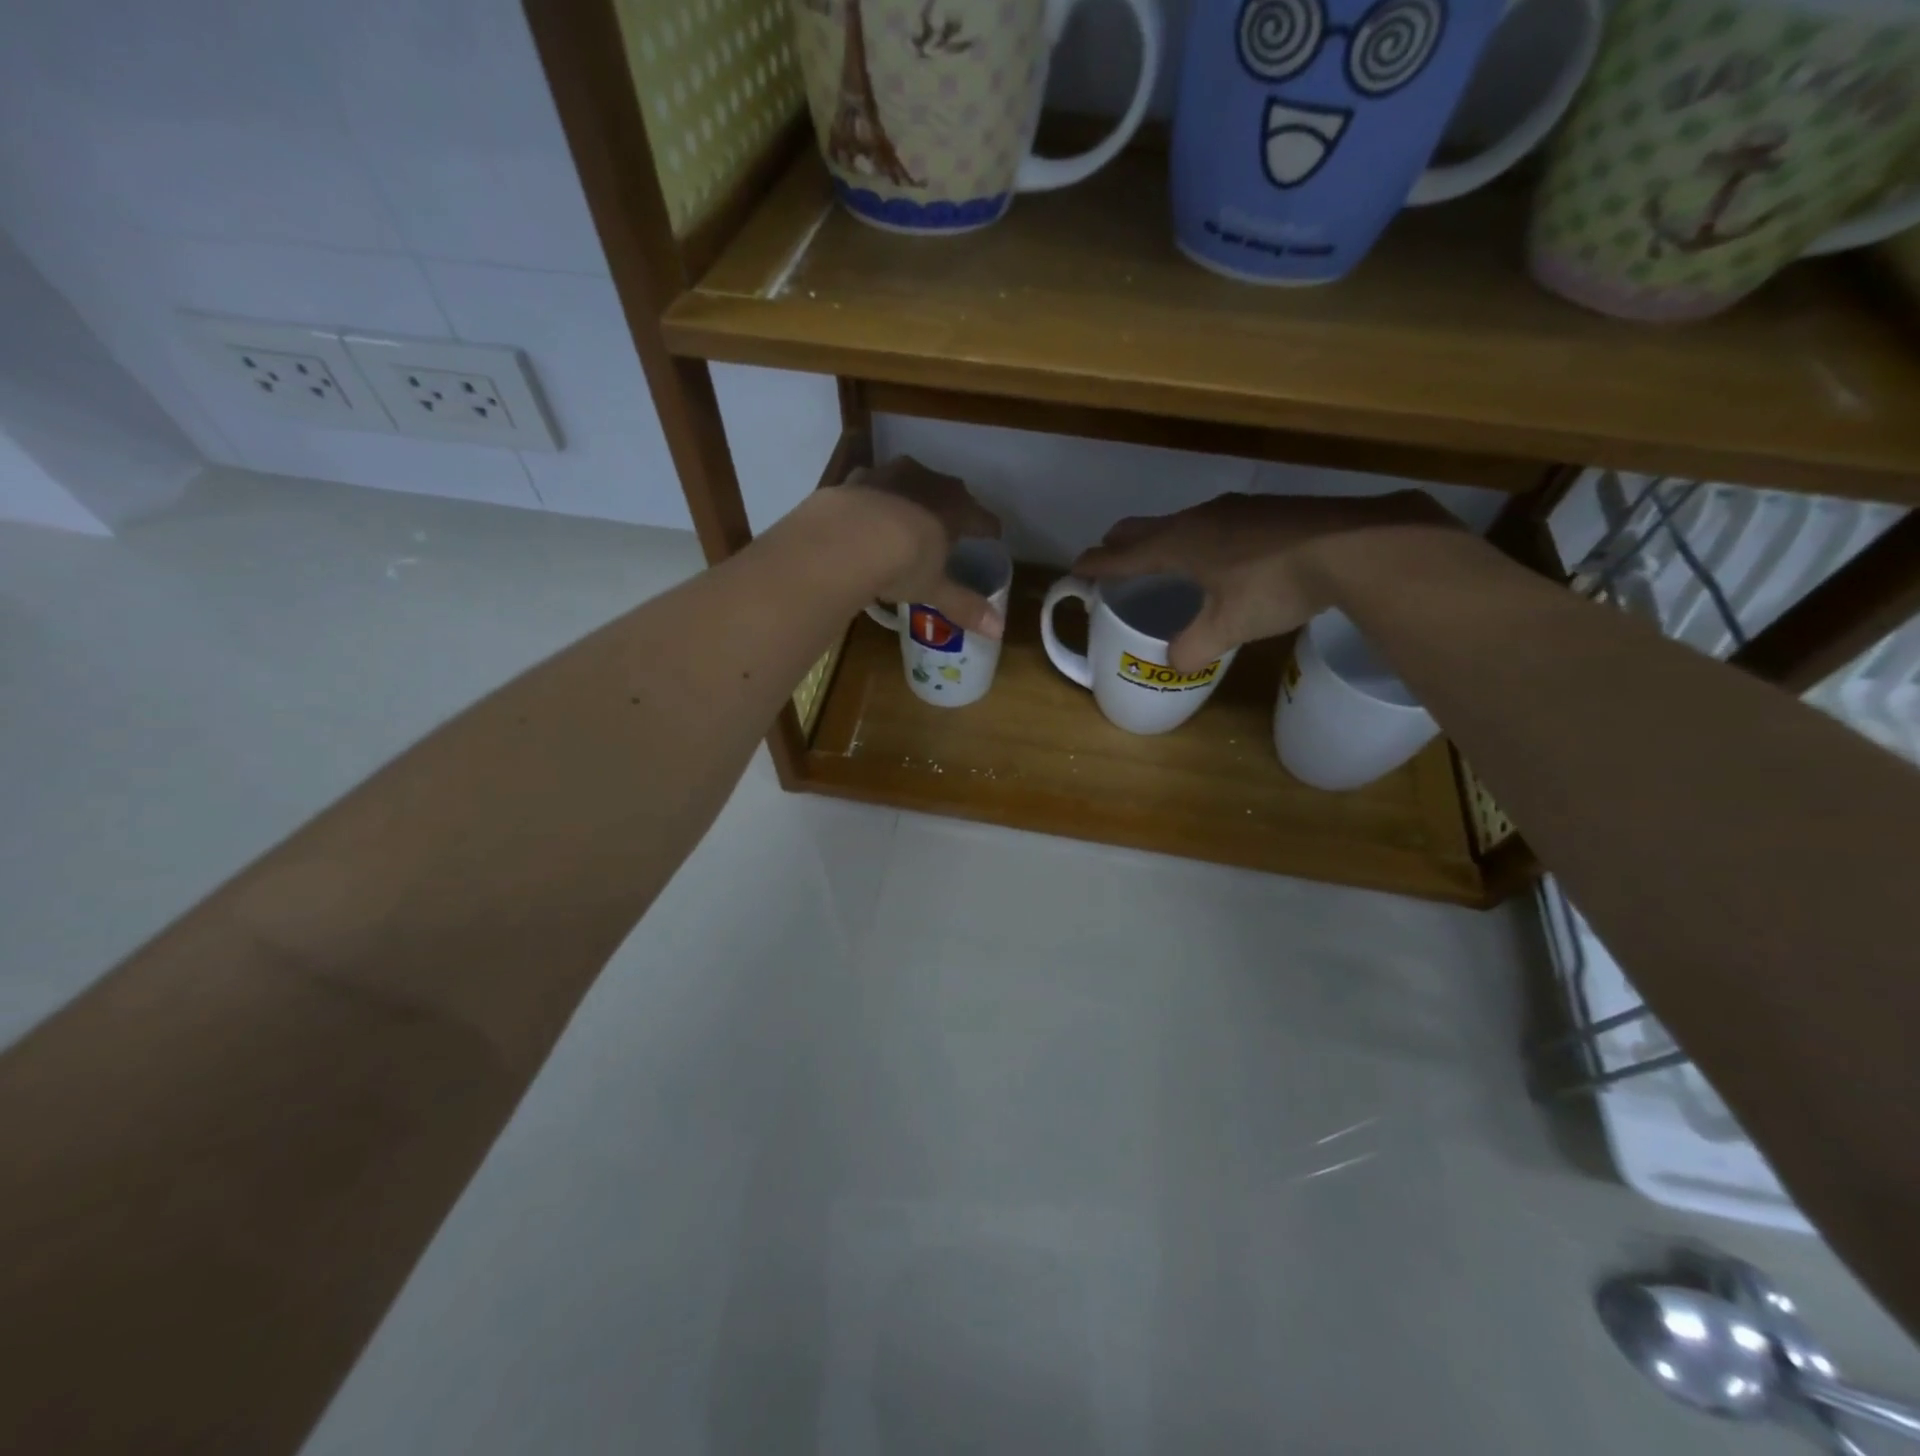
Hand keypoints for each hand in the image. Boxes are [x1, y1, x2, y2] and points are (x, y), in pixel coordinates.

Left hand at [842, 456, 1005, 636]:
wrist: (843, 540)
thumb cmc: (902, 564)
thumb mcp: (934, 589)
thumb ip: (964, 606)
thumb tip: (998, 630)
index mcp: (954, 509)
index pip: (981, 517)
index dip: (989, 528)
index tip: (993, 535)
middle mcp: (927, 482)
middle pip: (949, 491)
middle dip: (952, 507)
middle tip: (951, 524)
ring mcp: (889, 475)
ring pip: (910, 480)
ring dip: (913, 495)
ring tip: (909, 514)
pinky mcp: (855, 479)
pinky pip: (872, 485)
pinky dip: (875, 497)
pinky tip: (868, 512)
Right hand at [1072, 491, 1454, 671]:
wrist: (1352, 545)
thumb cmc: (1275, 585)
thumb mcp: (1229, 626)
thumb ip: (1194, 647)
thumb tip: (1174, 663)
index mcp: (1179, 544)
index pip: (1124, 554)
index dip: (1098, 563)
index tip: (1076, 567)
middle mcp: (1199, 519)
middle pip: (1146, 527)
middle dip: (1122, 542)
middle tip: (1109, 556)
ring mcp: (1234, 510)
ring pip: (1181, 522)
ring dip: (1162, 538)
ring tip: (1161, 557)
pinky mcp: (1265, 511)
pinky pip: (1212, 523)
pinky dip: (1197, 538)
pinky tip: (1218, 555)